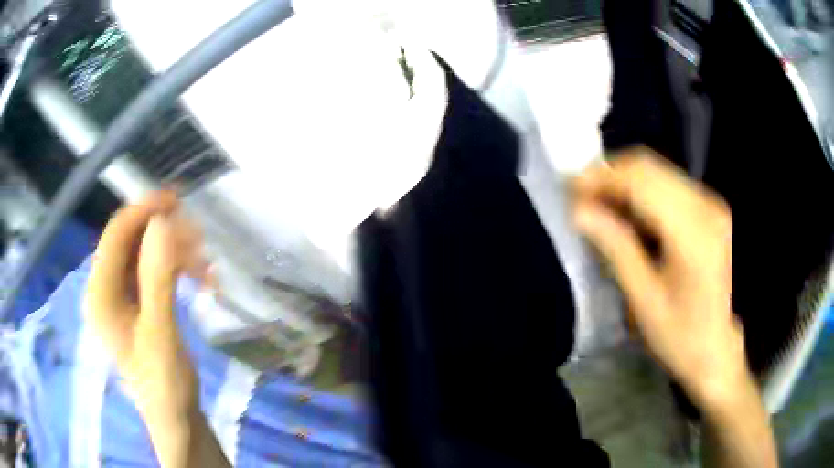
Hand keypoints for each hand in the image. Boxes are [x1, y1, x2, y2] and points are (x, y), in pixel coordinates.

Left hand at [84, 191, 207, 428]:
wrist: (174, 417)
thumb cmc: (164, 384)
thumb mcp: (160, 333)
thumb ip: (157, 279)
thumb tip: (163, 222)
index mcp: (100, 295)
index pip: (116, 235)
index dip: (143, 211)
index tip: (177, 199)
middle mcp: (103, 289)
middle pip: (129, 242)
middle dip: (163, 234)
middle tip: (199, 239)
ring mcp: (119, 296)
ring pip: (143, 255)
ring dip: (173, 252)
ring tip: (205, 266)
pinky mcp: (134, 304)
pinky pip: (151, 272)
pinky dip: (175, 269)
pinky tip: (198, 277)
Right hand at [571, 148, 748, 409]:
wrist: (718, 349)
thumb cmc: (681, 336)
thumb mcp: (644, 300)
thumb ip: (616, 249)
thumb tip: (580, 212)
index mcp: (692, 233)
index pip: (641, 182)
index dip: (602, 178)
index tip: (570, 189)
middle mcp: (705, 206)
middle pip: (649, 168)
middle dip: (610, 175)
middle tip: (580, 196)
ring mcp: (710, 204)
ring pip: (658, 172)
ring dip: (624, 182)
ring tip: (598, 203)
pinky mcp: (709, 209)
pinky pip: (668, 185)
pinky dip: (641, 191)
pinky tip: (626, 211)